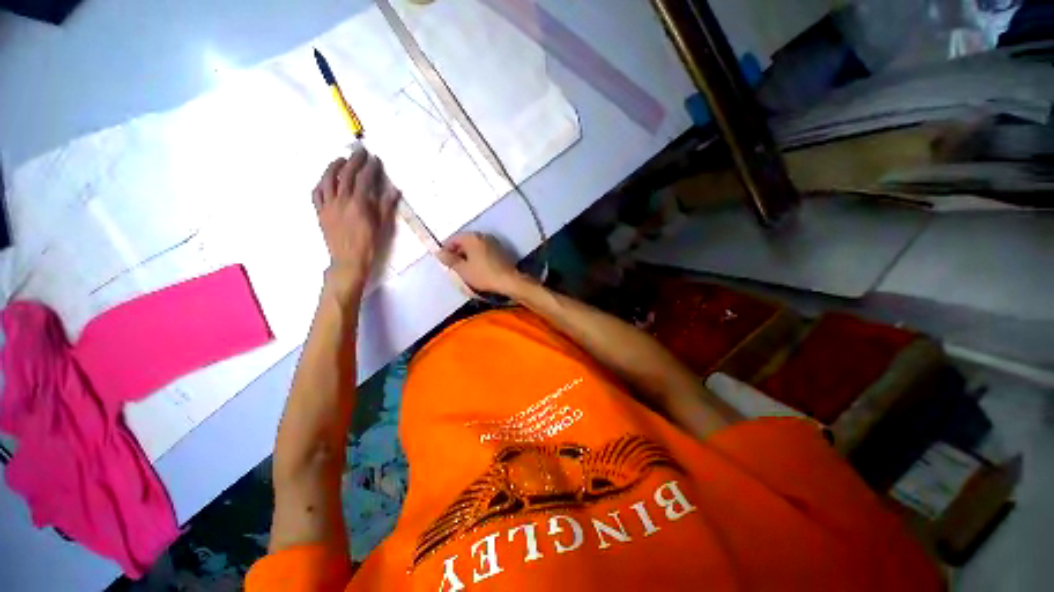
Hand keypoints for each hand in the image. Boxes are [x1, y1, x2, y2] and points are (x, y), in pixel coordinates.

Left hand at [313, 149, 399, 283]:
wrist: (348, 260)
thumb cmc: (369, 244)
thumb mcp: (382, 226)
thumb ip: (386, 206)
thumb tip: (394, 190)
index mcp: (358, 204)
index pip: (364, 179)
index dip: (370, 167)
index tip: (375, 159)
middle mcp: (341, 200)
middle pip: (346, 175)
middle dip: (354, 161)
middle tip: (359, 152)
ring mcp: (328, 205)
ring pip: (327, 180)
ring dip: (334, 167)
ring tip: (340, 159)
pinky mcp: (319, 212)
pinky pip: (316, 193)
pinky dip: (321, 183)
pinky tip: (325, 179)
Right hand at [438, 233, 525, 295]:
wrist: (508, 280)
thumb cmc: (483, 274)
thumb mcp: (463, 270)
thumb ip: (449, 260)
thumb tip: (438, 252)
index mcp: (472, 238)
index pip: (453, 239)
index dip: (446, 249)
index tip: (443, 261)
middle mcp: (482, 236)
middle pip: (464, 241)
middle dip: (457, 252)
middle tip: (453, 266)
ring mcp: (492, 242)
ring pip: (474, 246)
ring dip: (467, 255)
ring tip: (464, 268)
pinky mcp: (499, 250)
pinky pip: (483, 250)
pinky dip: (477, 256)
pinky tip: (477, 268)